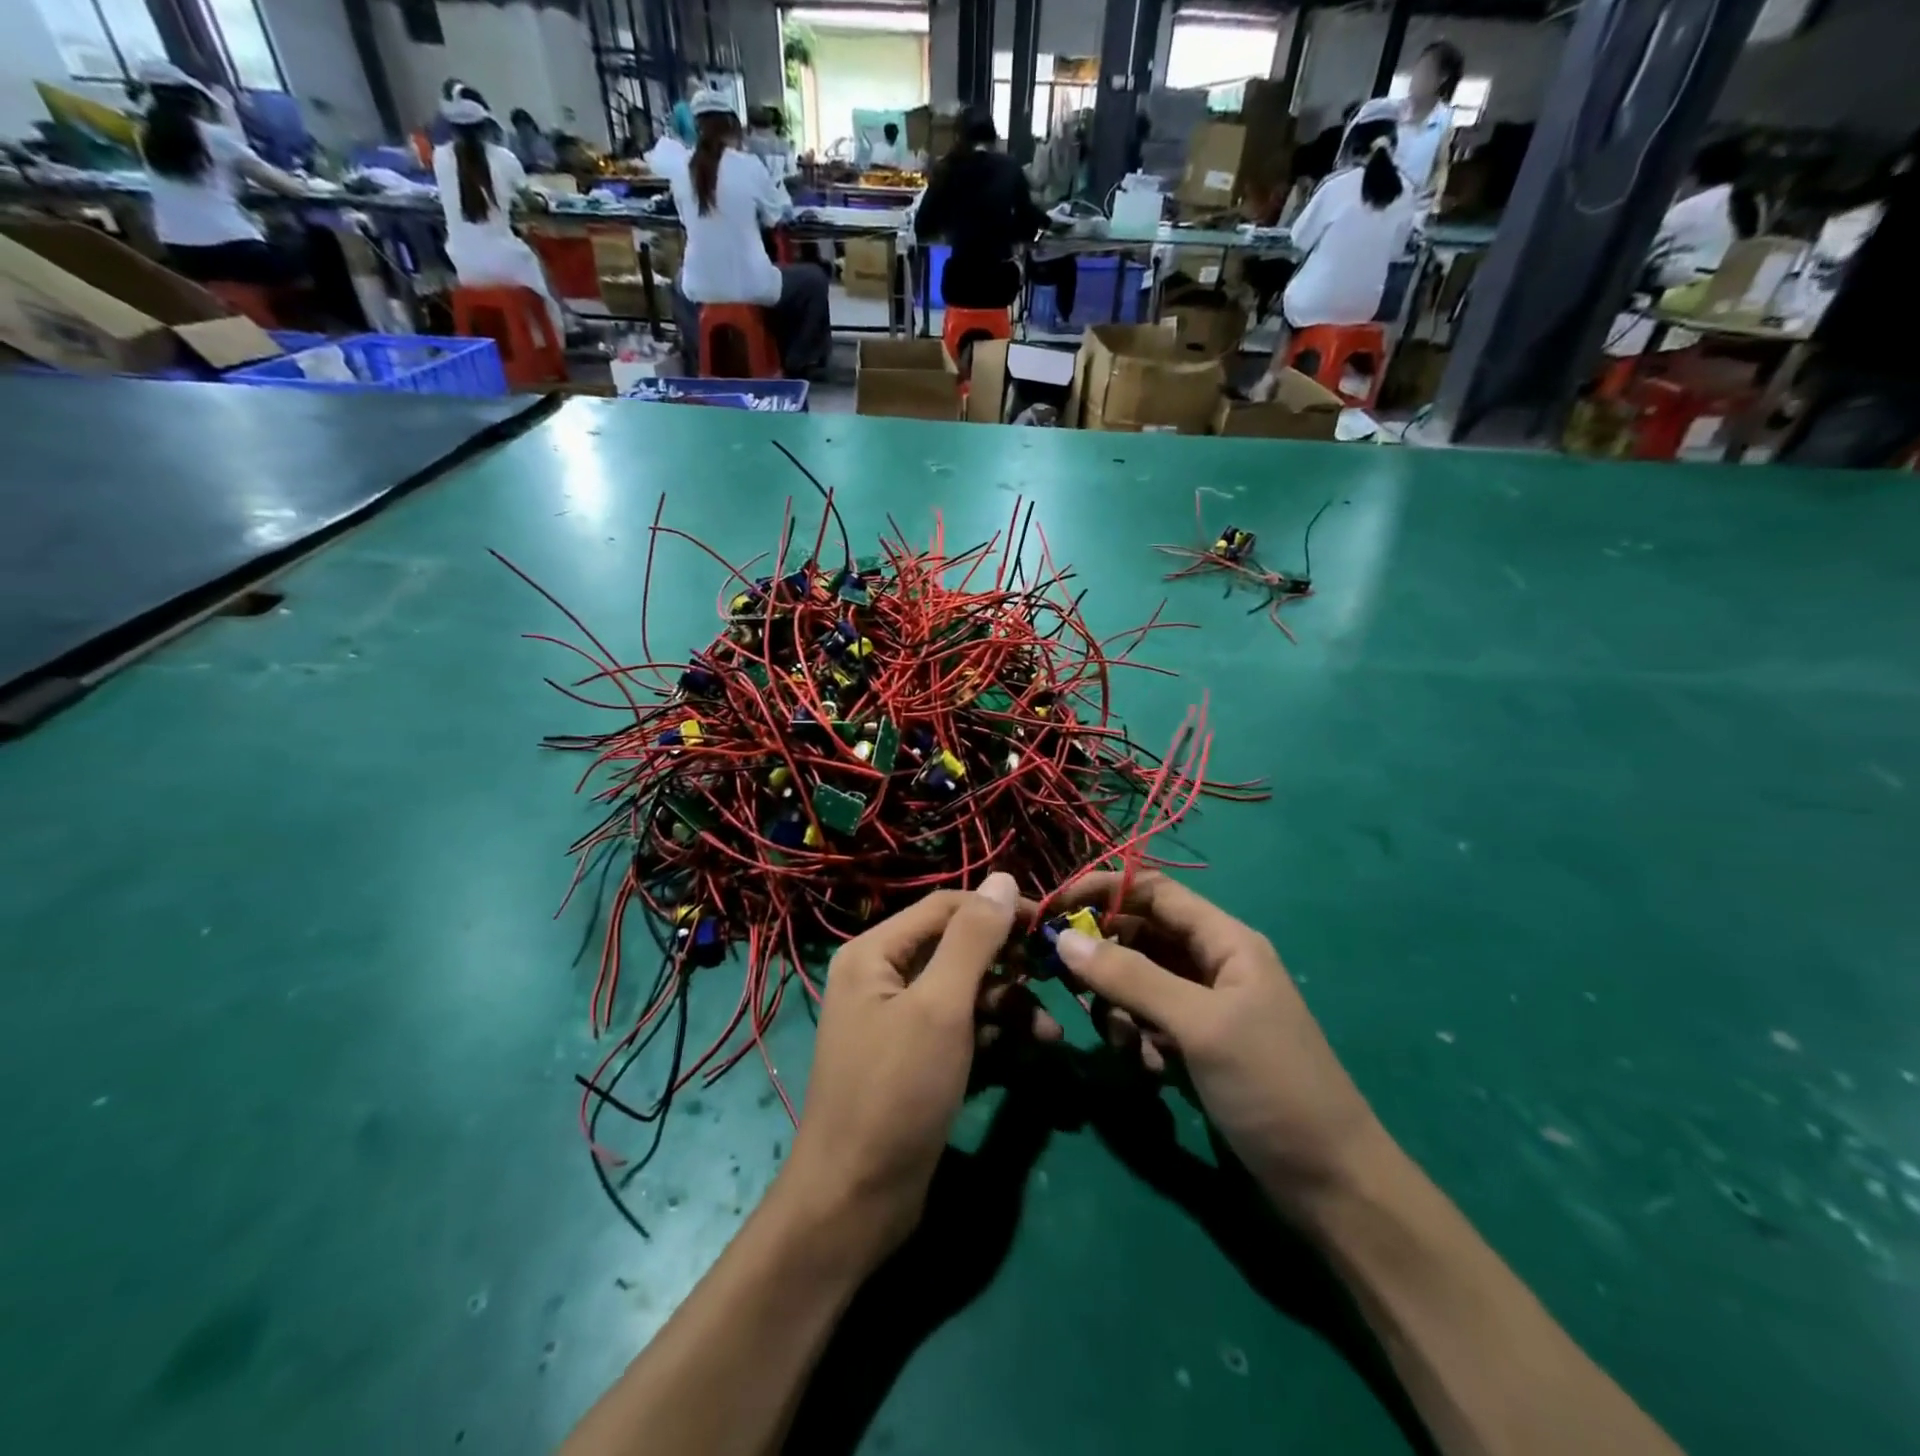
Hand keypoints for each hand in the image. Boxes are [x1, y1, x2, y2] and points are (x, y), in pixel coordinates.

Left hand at [781, 874, 1058, 1256]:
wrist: (855, 1201)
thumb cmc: (896, 1092)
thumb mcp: (940, 1008)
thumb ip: (973, 940)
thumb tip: (1004, 878)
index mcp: (875, 952)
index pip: (946, 907)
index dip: (998, 910)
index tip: (1050, 925)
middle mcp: (883, 976)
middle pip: (956, 947)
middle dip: (1006, 962)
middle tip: (1053, 976)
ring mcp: (899, 1019)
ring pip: (964, 989)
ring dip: (1008, 1004)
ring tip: (1049, 1031)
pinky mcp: (917, 1057)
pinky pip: (961, 1026)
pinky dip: (993, 1033)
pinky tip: (1030, 1049)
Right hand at [1053, 872, 1382, 1208]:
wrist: (1331, 1185)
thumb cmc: (1271, 1086)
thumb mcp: (1199, 1025)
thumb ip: (1131, 978)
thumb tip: (1064, 939)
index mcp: (1225, 941)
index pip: (1153, 891)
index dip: (1102, 891)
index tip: (1053, 910)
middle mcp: (1212, 964)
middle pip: (1140, 935)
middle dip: (1103, 956)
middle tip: (1066, 983)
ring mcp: (1203, 1008)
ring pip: (1138, 982)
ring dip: (1119, 1007)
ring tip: (1128, 1045)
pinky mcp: (1195, 1046)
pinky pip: (1147, 1023)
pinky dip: (1137, 1040)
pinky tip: (1151, 1072)